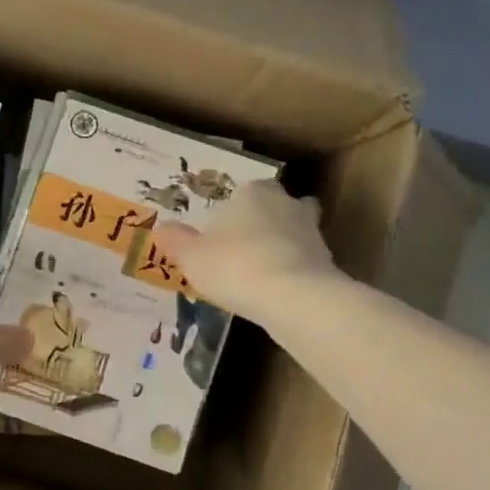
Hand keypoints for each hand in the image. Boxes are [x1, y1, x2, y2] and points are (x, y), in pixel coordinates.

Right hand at [150, 179, 336, 323]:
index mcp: (253, 192)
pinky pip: (303, 262)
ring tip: (258, 273)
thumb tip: (162, 228)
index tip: (220, 232)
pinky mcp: (327, 262)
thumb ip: (176, 241)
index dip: (232, 211)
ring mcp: (312, 232)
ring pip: (293, 233)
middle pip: (275, 207)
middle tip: (243, 247)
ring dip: (281, 248)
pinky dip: (292, 272)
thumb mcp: (191, 256)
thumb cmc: (235, 265)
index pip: (244, 192)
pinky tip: (275, 292)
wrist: (293, 297)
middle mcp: (286, 203)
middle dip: (264, 223)